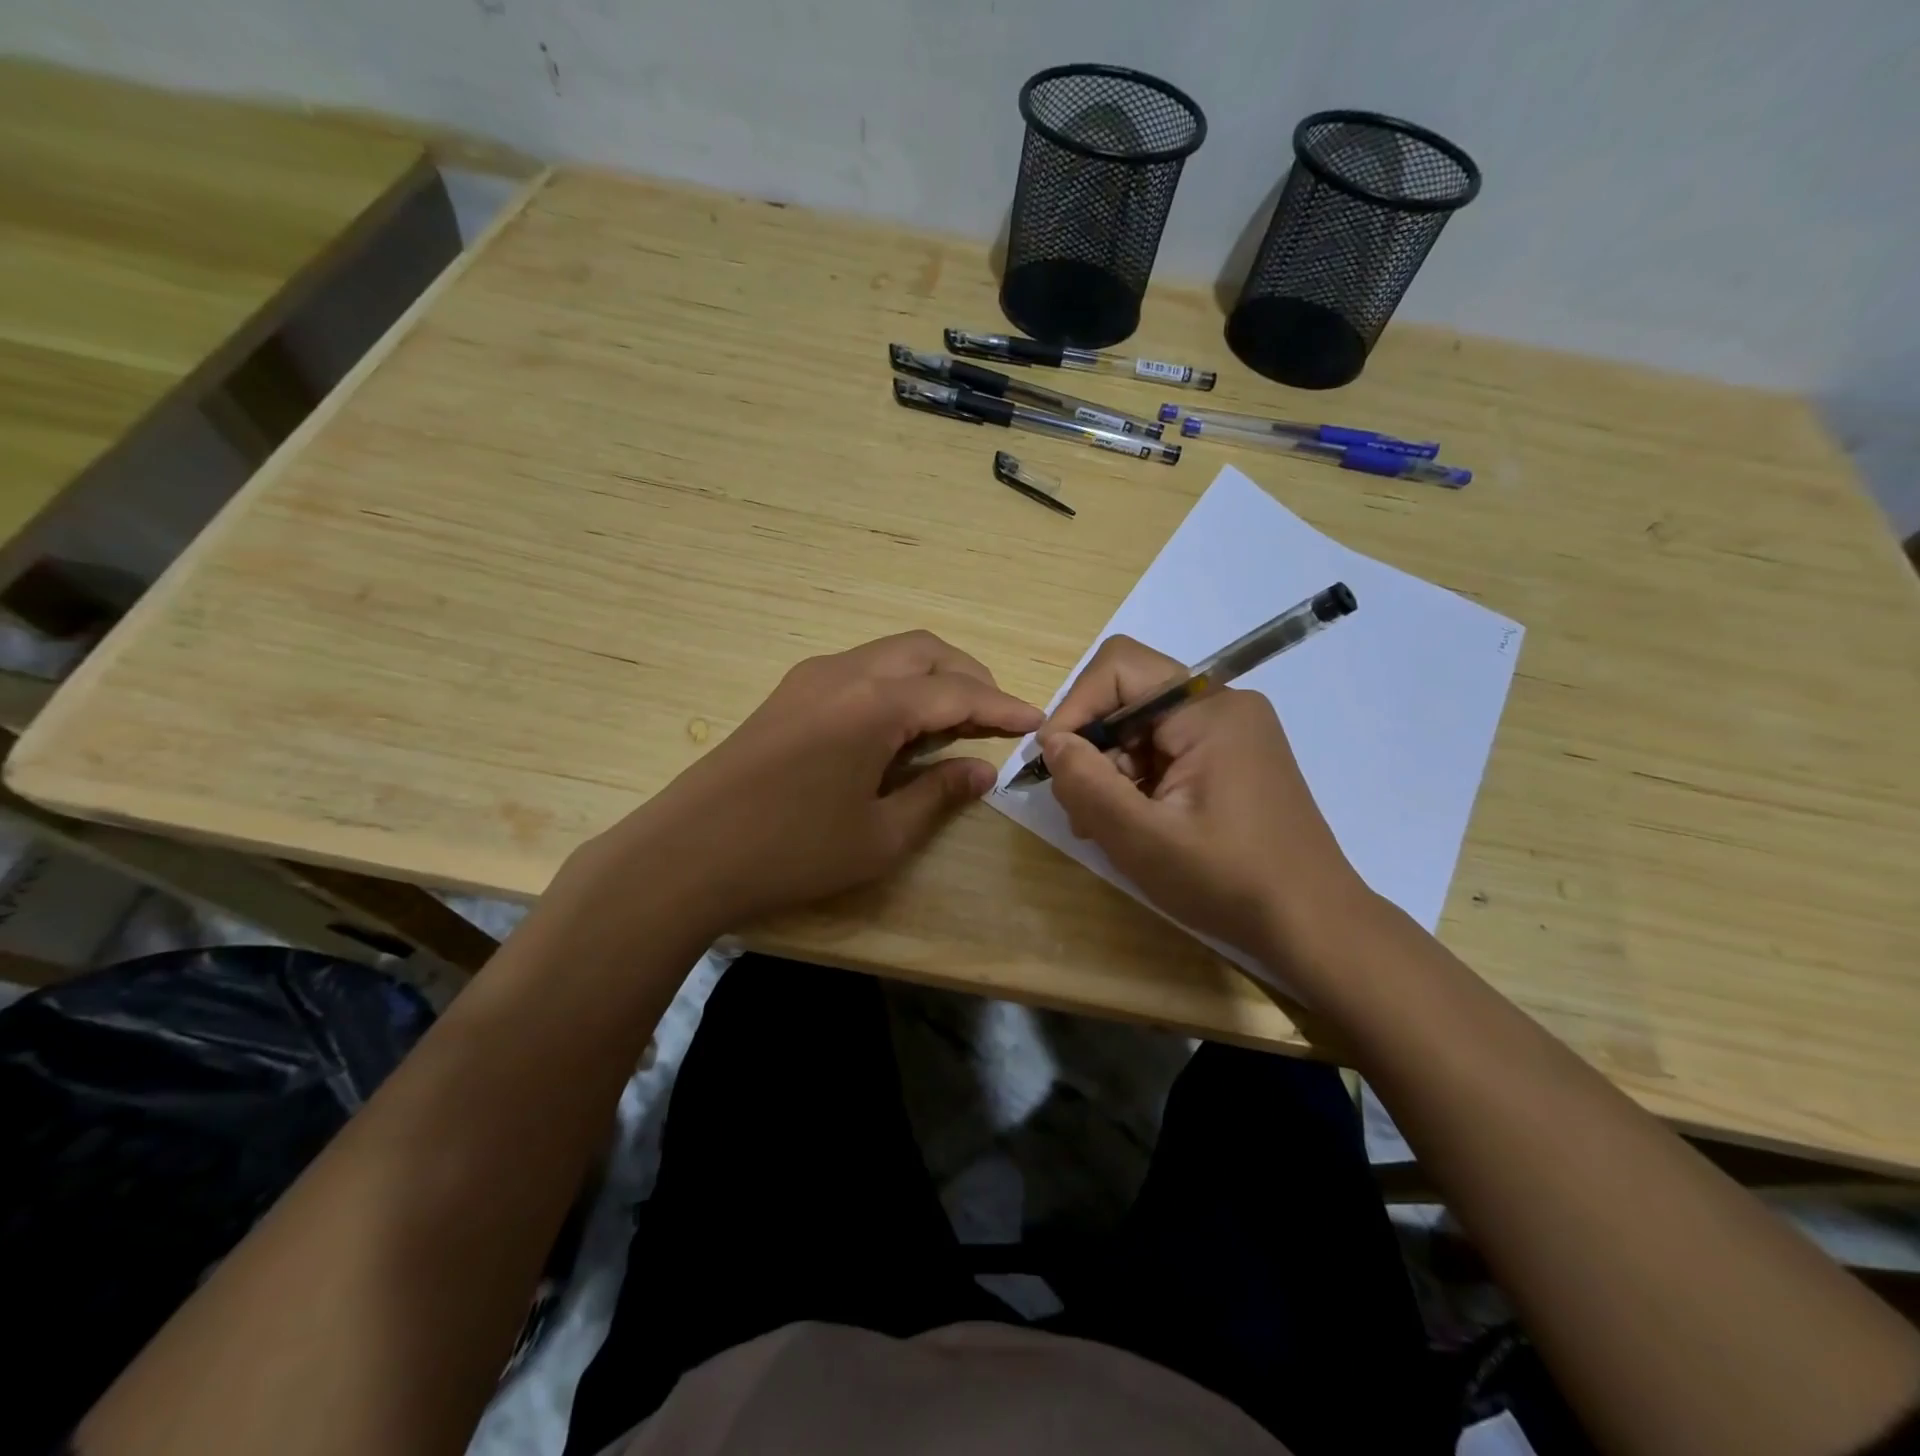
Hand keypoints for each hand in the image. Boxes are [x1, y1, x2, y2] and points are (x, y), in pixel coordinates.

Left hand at [574, 631, 1041, 933]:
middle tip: (996, 719)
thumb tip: (983, 771)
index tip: (1037, 722)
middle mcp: (846, 672)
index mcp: (875, 704)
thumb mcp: (880, 836)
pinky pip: (861, 668)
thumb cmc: (792, 851)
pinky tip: (901, 726)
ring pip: (891, 654)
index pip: (958, 693)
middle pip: (926, 652)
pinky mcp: (790, 692)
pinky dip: (897, 684)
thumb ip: (939, 795)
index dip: (1003, 707)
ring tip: (955, 721)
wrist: (686, 853)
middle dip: (970, 678)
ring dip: (932, 676)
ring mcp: (812, 677)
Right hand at [1040, 635, 1374, 977]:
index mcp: (1209, 710)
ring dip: (1112, 771)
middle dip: (1094, 747)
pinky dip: (1137, 782)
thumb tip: (1052, 742)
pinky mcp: (1231, 761)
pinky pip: (1165, 751)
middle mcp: (1223, 707)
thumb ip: (1087, 783)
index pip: (1119, 667)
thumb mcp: (1142, 838)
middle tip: (1080, 807)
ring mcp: (1231, 734)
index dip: (1076, 706)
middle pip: (1129, 698)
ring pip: (1142, 728)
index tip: (1056, 763)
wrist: (1312, 925)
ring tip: (1105, 827)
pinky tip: (1134, 826)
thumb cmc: (1228, 880)